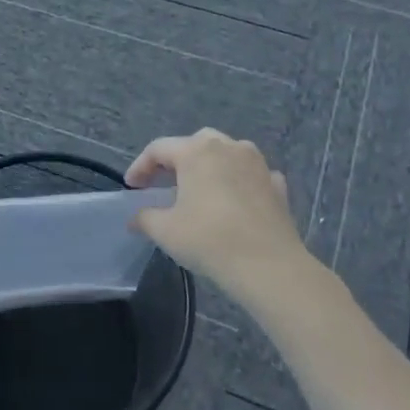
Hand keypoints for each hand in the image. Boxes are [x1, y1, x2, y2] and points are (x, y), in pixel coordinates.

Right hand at [125, 128, 325, 312]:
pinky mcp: (277, 184)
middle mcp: (228, 147)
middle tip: (164, 183)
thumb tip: (135, 219)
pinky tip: (234, 200)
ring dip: (210, 166)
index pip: (159, 149)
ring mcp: (257, 163)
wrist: (269, 266)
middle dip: (176, 160)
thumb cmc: (210, 240)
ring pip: (227, 153)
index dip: (140, 166)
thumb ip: (145, 218)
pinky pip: (251, 174)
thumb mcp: (165, 231)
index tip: (132, 187)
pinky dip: (238, 181)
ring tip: (200, 190)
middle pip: (195, 143)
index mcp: (197, 152)